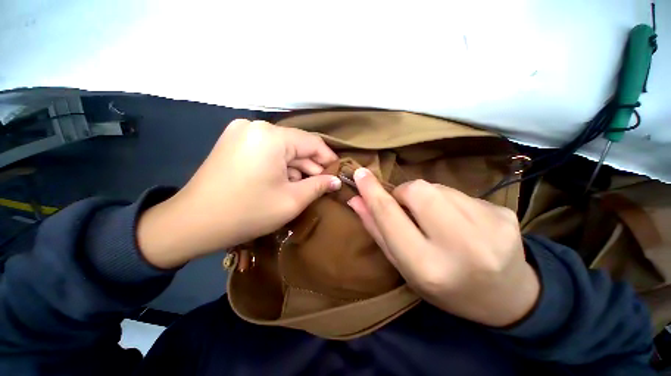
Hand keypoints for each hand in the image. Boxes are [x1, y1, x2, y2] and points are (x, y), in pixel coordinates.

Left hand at [137, 119, 340, 268]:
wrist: (192, 224)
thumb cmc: (247, 212)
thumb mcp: (291, 201)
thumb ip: (318, 186)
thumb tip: (336, 181)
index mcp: (271, 137)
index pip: (312, 142)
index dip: (328, 158)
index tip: (337, 173)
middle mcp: (256, 126)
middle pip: (296, 145)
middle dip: (311, 166)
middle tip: (323, 185)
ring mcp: (241, 132)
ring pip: (282, 148)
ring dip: (296, 167)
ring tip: (304, 187)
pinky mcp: (233, 142)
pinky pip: (267, 151)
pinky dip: (279, 165)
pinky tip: (284, 182)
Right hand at [347, 168, 539, 326]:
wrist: (506, 298)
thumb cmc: (444, 287)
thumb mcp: (404, 266)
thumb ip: (378, 230)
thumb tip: (356, 200)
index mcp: (427, 266)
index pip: (389, 216)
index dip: (372, 191)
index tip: (360, 173)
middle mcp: (460, 246)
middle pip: (418, 190)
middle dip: (404, 192)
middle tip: (408, 208)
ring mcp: (490, 227)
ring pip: (438, 188)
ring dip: (428, 198)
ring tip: (437, 220)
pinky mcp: (505, 214)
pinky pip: (461, 193)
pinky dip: (450, 202)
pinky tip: (462, 222)